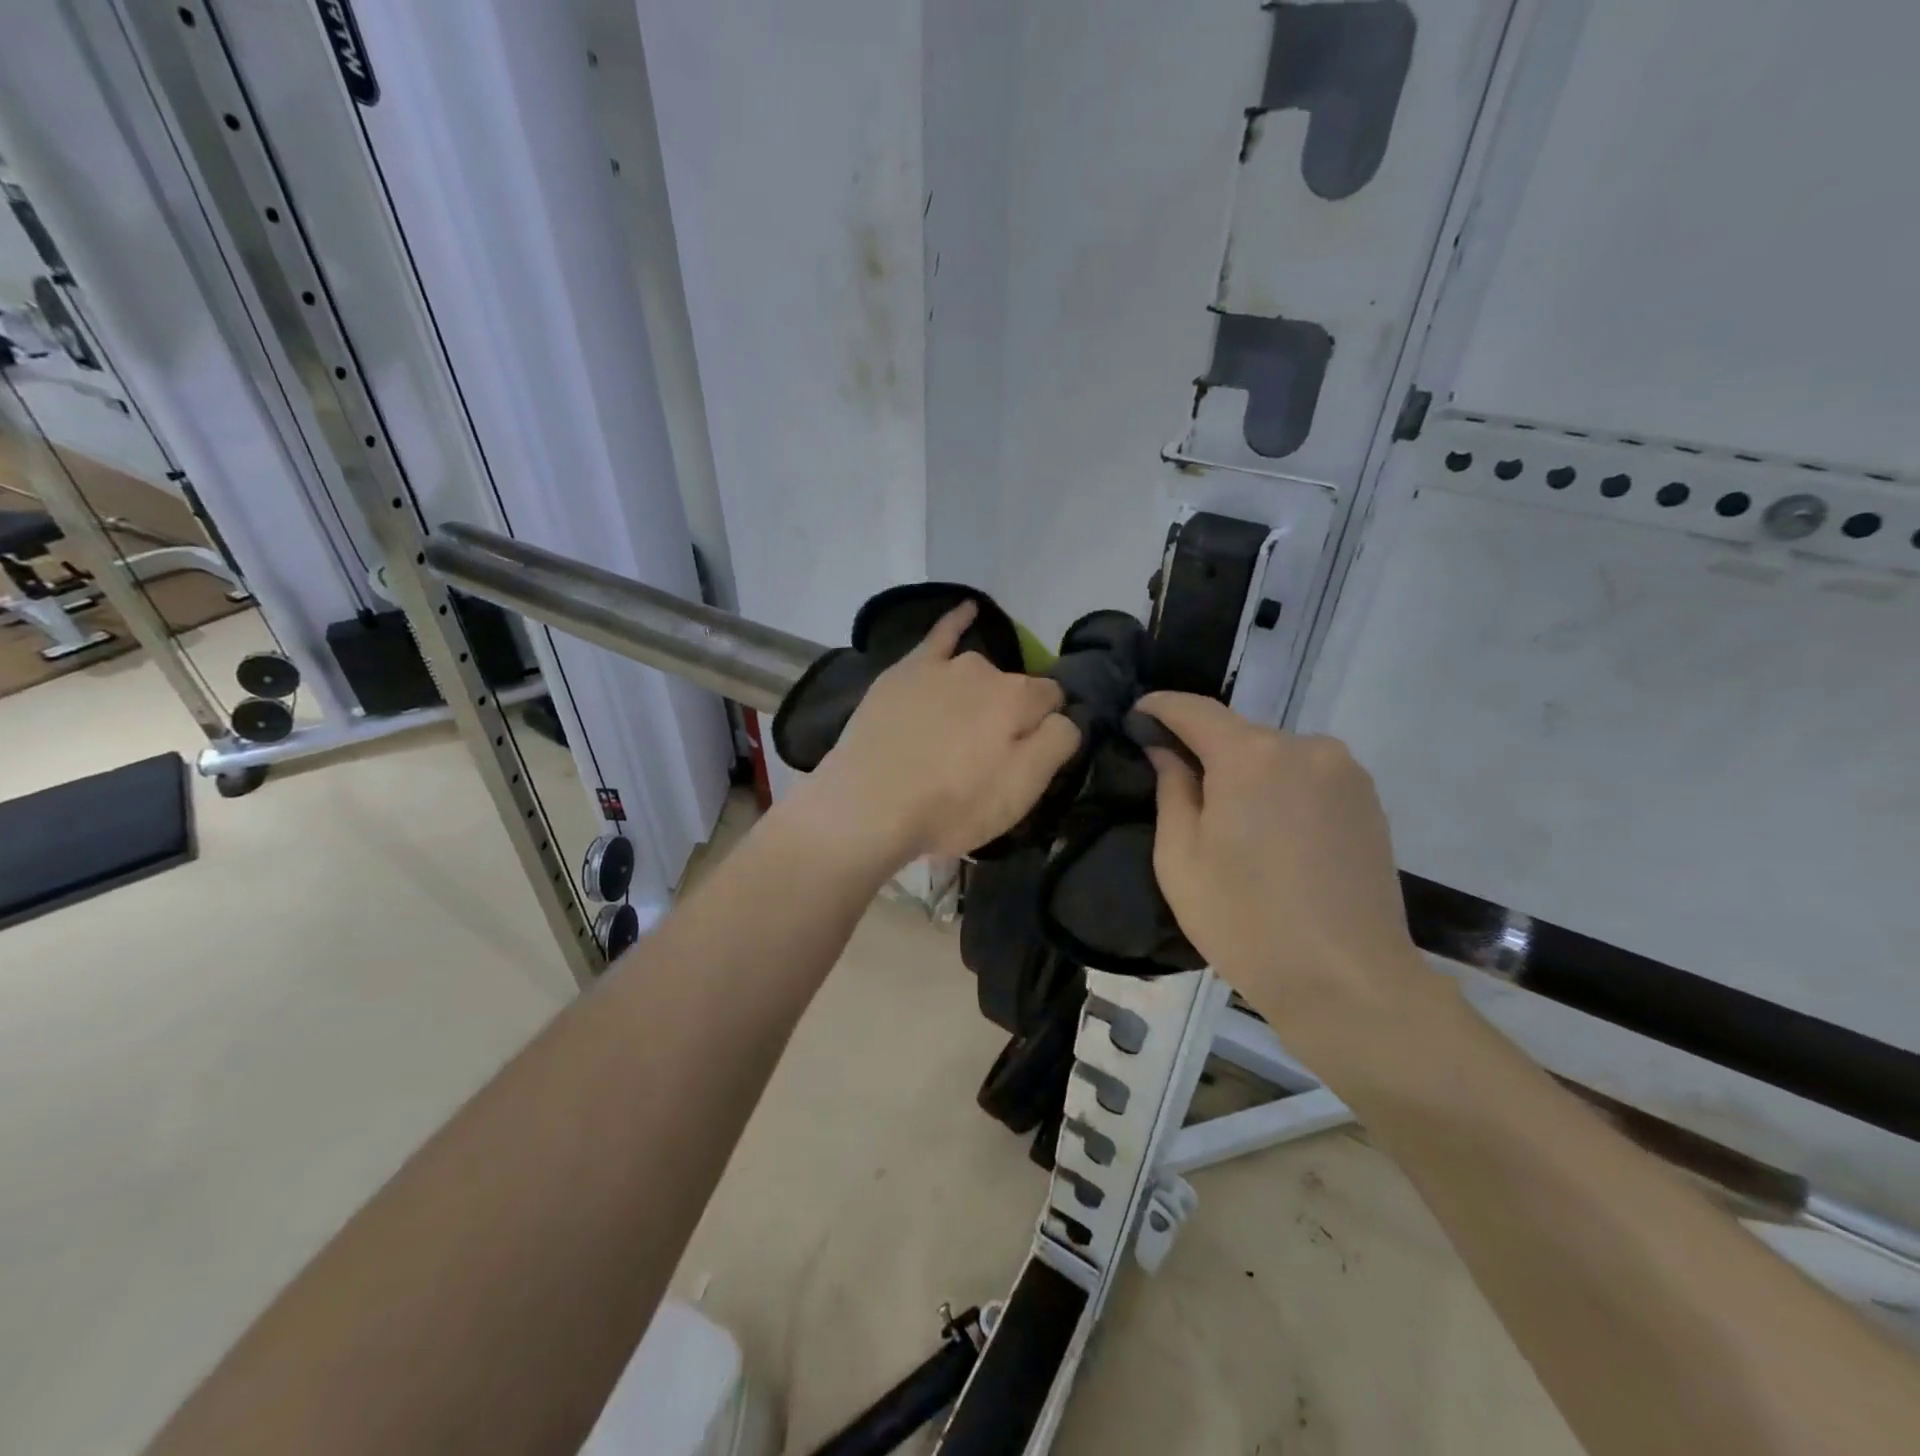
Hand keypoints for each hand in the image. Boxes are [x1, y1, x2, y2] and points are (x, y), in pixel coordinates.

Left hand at [790, 603, 1081, 866]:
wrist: (867, 806)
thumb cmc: (951, 806)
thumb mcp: (1021, 791)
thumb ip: (1057, 744)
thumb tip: (1066, 716)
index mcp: (1019, 698)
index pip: (1053, 700)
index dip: (1048, 728)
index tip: (1030, 755)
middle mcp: (984, 670)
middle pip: (1015, 688)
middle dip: (1013, 714)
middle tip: (990, 755)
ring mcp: (942, 666)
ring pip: (980, 671)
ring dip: (984, 689)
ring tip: (968, 724)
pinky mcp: (906, 671)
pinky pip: (940, 634)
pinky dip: (957, 620)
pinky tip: (967, 609)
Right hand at [1135, 692, 1433, 1048]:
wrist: (1349, 982)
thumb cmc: (1245, 922)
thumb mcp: (1180, 859)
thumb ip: (1170, 789)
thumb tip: (1165, 749)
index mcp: (1250, 756)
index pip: (1193, 708)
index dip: (1158, 708)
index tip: (1136, 718)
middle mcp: (1304, 746)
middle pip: (1236, 733)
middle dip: (1203, 750)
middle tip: (1177, 786)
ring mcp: (1344, 770)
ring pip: (1273, 755)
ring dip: (1245, 772)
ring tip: (1231, 822)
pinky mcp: (1368, 798)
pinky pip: (1306, 775)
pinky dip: (1280, 789)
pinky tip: (1273, 835)